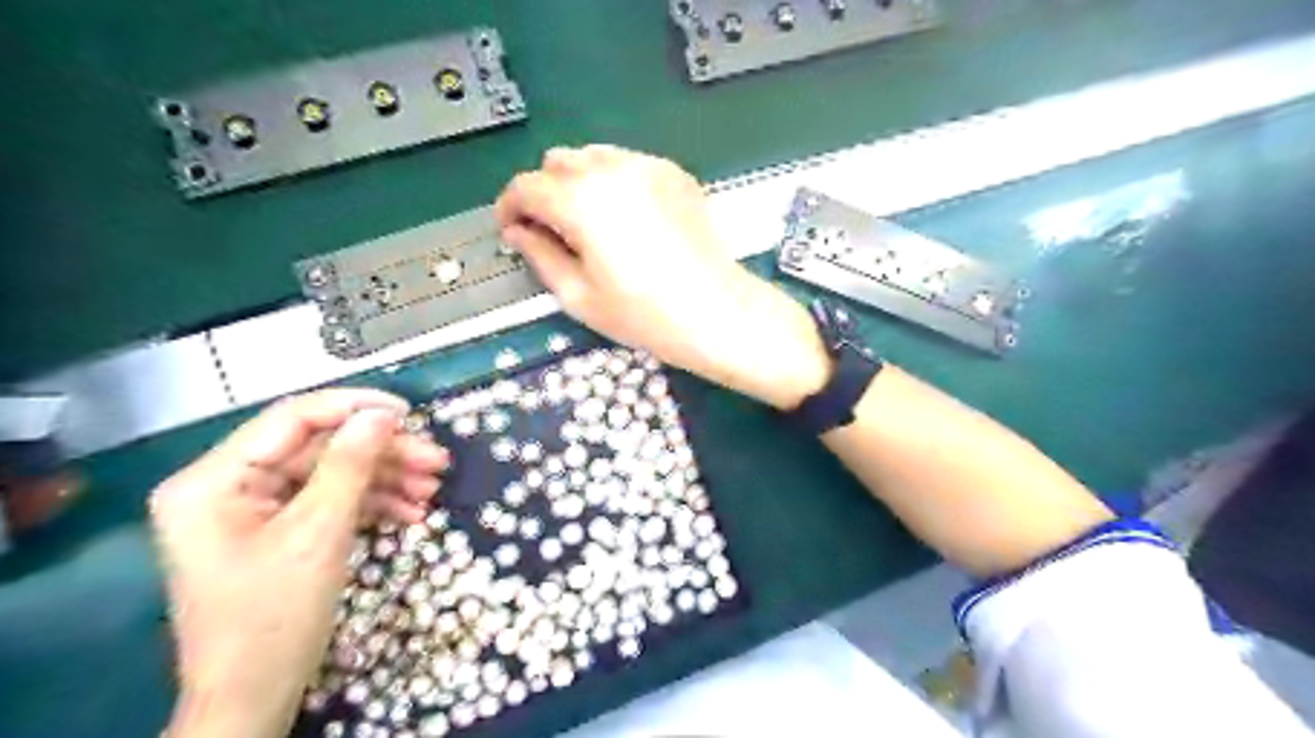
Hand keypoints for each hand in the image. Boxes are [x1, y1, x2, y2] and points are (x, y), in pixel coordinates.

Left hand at [149, 389, 450, 735]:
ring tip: (432, 490)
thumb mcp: (319, 534)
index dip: (353, 408)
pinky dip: (370, 505)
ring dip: (384, 480)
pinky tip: (410, 514)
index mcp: (213, 480)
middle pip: (319, 449)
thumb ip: (350, 465)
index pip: (291, 419)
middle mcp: (227, 486)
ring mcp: (253, 510)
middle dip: (382, 454)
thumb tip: (382, 414)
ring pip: (331, 474)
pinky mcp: (277, 530)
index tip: (409, 414)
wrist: (254, 698)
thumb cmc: (275, 618)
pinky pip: (329, 501)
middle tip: (437, 461)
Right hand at [499, 145, 823, 407]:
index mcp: (581, 202)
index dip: (509, 208)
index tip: (511, 230)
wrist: (717, 312)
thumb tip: (519, 233)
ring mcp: (647, 167)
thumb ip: (540, 256)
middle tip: (551, 231)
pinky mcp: (674, 174)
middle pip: (557, 162)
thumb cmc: (645, 315)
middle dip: (544, 192)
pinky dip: (614, 181)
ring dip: (578, 182)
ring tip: (589, 223)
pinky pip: (628, 163)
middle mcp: (612, 171)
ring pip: (593, 156)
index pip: (526, 187)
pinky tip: (627, 218)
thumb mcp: (579, 296)